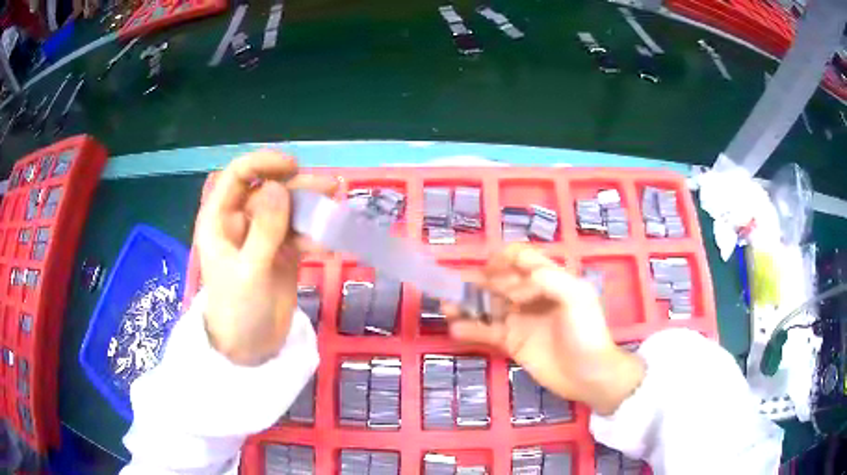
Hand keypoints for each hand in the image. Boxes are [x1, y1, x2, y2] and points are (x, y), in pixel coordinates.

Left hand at [197, 150, 336, 365]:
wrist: (251, 349)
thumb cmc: (238, 310)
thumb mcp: (249, 271)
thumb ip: (264, 229)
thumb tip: (278, 186)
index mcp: (220, 220)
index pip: (237, 176)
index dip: (263, 164)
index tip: (292, 167)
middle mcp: (241, 222)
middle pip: (268, 190)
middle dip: (296, 187)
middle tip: (329, 188)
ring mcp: (263, 237)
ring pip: (288, 210)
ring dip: (311, 208)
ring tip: (336, 207)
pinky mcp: (282, 253)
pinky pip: (300, 234)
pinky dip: (314, 235)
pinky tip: (328, 243)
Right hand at [446, 245, 644, 414]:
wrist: (589, 375)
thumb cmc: (587, 333)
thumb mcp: (577, 298)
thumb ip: (549, 279)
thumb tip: (517, 276)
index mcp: (550, 280)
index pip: (522, 259)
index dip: (503, 259)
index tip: (487, 269)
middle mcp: (532, 296)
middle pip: (500, 281)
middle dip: (478, 281)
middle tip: (454, 287)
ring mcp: (521, 320)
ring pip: (489, 306)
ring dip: (468, 303)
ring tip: (446, 305)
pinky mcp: (513, 342)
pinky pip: (487, 332)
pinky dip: (470, 329)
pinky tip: (455, 329)